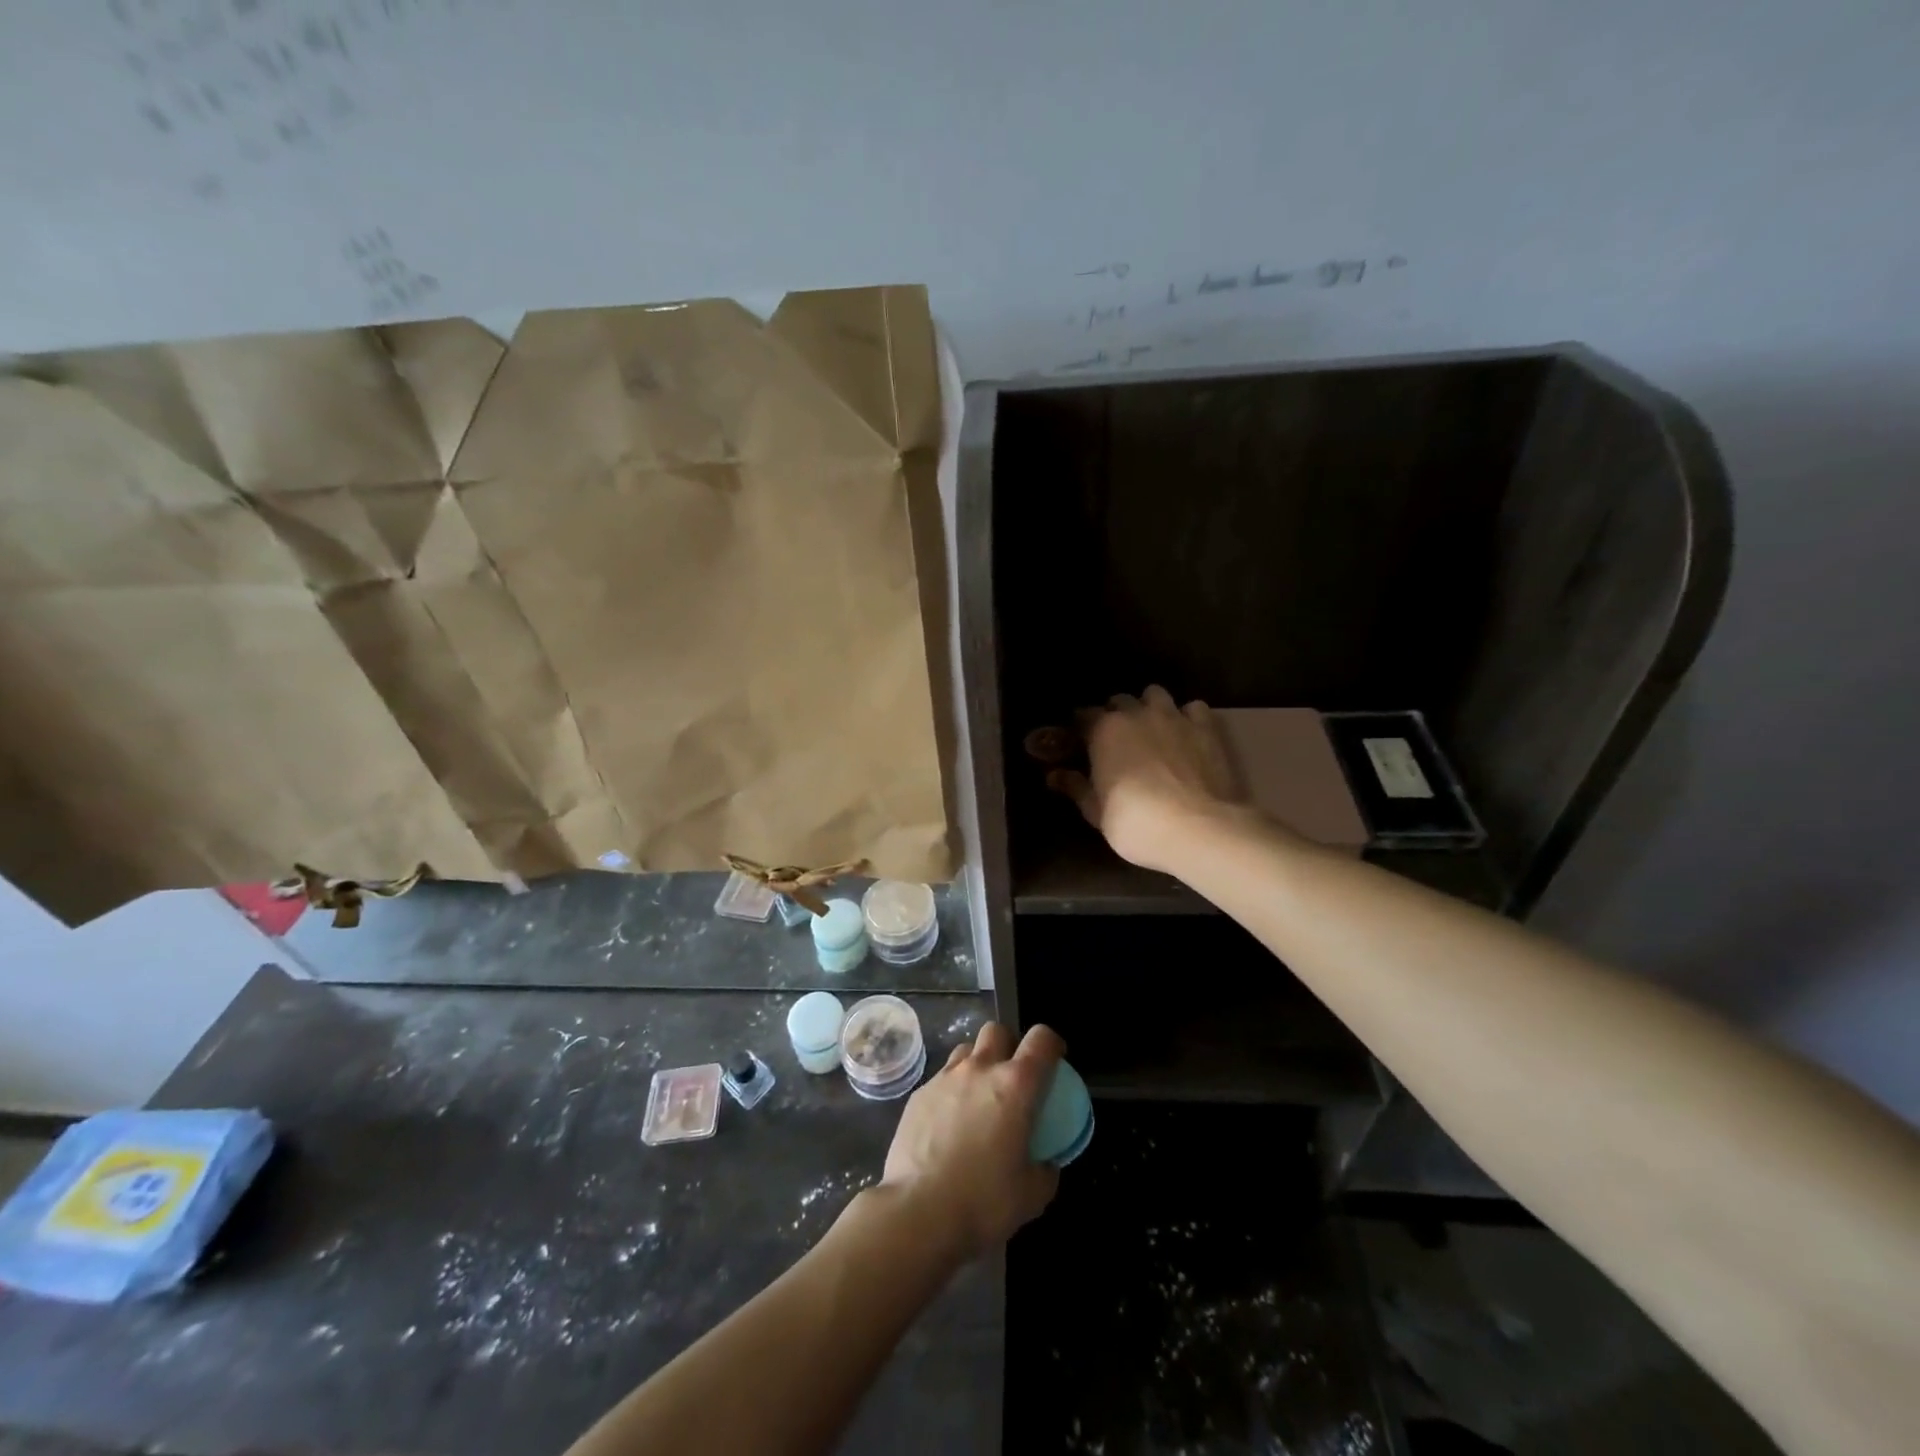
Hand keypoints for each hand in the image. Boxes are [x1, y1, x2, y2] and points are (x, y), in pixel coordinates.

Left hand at [880, 1022, 1064, 1259]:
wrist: (917, 1211)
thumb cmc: (983, 1201)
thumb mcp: (1031, 1195)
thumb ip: (1046, 1171)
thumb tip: (1047, 1162)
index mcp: (1016, 1085)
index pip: (1041, 1039)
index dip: (1052, 1043)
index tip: (1055, 1060)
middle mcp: (980, 1069)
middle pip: (998, 1030)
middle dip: (1009, 1045)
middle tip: (1012, 1077)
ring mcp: (945, 1078)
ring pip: (966, 1050)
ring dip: (978, 1064)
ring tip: (978, 1097)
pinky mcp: (919, 1094)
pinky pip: (942, 1078)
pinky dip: (952, 1090)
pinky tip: (949, 1123)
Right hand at [1048, 685, 1243, 871]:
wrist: (1196, 829)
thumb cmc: (1135, 823)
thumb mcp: (1096, 811)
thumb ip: (1076, 787)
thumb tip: (1055, 775)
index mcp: (1104, 730)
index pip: (1084, 716)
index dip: (1081, 728)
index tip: (1080, 742)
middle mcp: (1137, 714)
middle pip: (1120, 700)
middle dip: (1116, 714)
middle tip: (1117, 739)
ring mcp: (1174, 717)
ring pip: (1156, 694)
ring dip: (1150, 707)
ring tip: (1152, 729)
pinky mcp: (1206, 728)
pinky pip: (1193, 708)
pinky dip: (1187, 717)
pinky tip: (1186, 734)